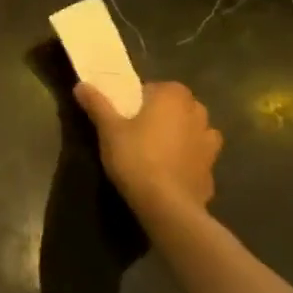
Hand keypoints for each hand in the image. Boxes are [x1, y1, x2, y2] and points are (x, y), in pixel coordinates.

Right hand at [73, 80, 220, 218]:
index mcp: (174, 97)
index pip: (158, 87)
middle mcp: (197, 115)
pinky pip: (197, 159)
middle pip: (179, 107)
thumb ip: (97, 104)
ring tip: (157, 149)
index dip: (142, 98)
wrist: (168, 207)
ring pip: (194, 132)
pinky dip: (187, 162)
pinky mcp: (212, 173)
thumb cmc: (136, 157)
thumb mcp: (108, 129)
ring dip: (181, 136)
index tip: (127, 112)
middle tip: (139, 128)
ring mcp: (210, 145)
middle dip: (165, 114)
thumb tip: (81, 85)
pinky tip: (168, 173)